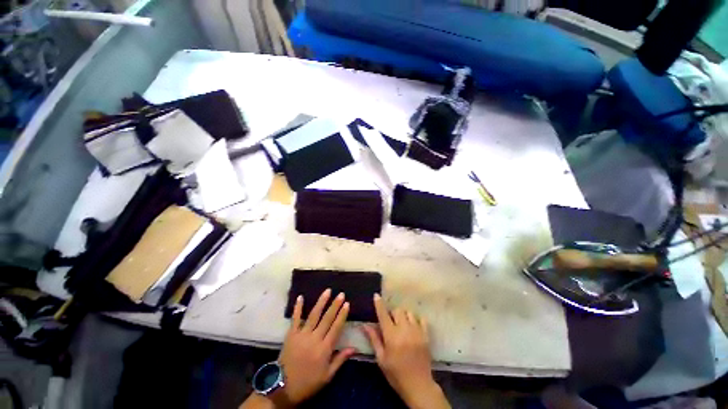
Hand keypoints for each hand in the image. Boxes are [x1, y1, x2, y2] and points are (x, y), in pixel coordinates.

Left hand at [277, 289, 355, 405]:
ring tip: (328, 291)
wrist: (283, 388)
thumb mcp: (327, 376)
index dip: (342, 315)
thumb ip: (340, 360)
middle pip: (327, 318)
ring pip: (314, 315)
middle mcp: (314, 338)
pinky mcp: (291, 335)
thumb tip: (354, 348)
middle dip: (335, 305)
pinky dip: (298, 308)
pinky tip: (300, 297)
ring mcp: (302, 335)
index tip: (347, 304)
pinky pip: (295, 319)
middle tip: (341, 294)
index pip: (336, 327)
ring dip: (321, 302)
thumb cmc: (308, 383)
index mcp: (324, 349)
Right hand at [362, 294, 449, 408]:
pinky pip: (421, 318)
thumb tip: (365, 325)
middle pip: (397, 310)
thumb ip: (374, 339)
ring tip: (402, 324)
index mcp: (391, 336)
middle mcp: (404, 330)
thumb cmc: (396, 373)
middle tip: (391, 322)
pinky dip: (416, 319)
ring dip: (404, 315)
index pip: (383, 315)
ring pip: (409, 312)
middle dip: (393, 313)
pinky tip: (413, 326)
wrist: (418, 385)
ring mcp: (417, 331)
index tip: (376, 295)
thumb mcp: (381, 358)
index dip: (379, 304)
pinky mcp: (426, 335)